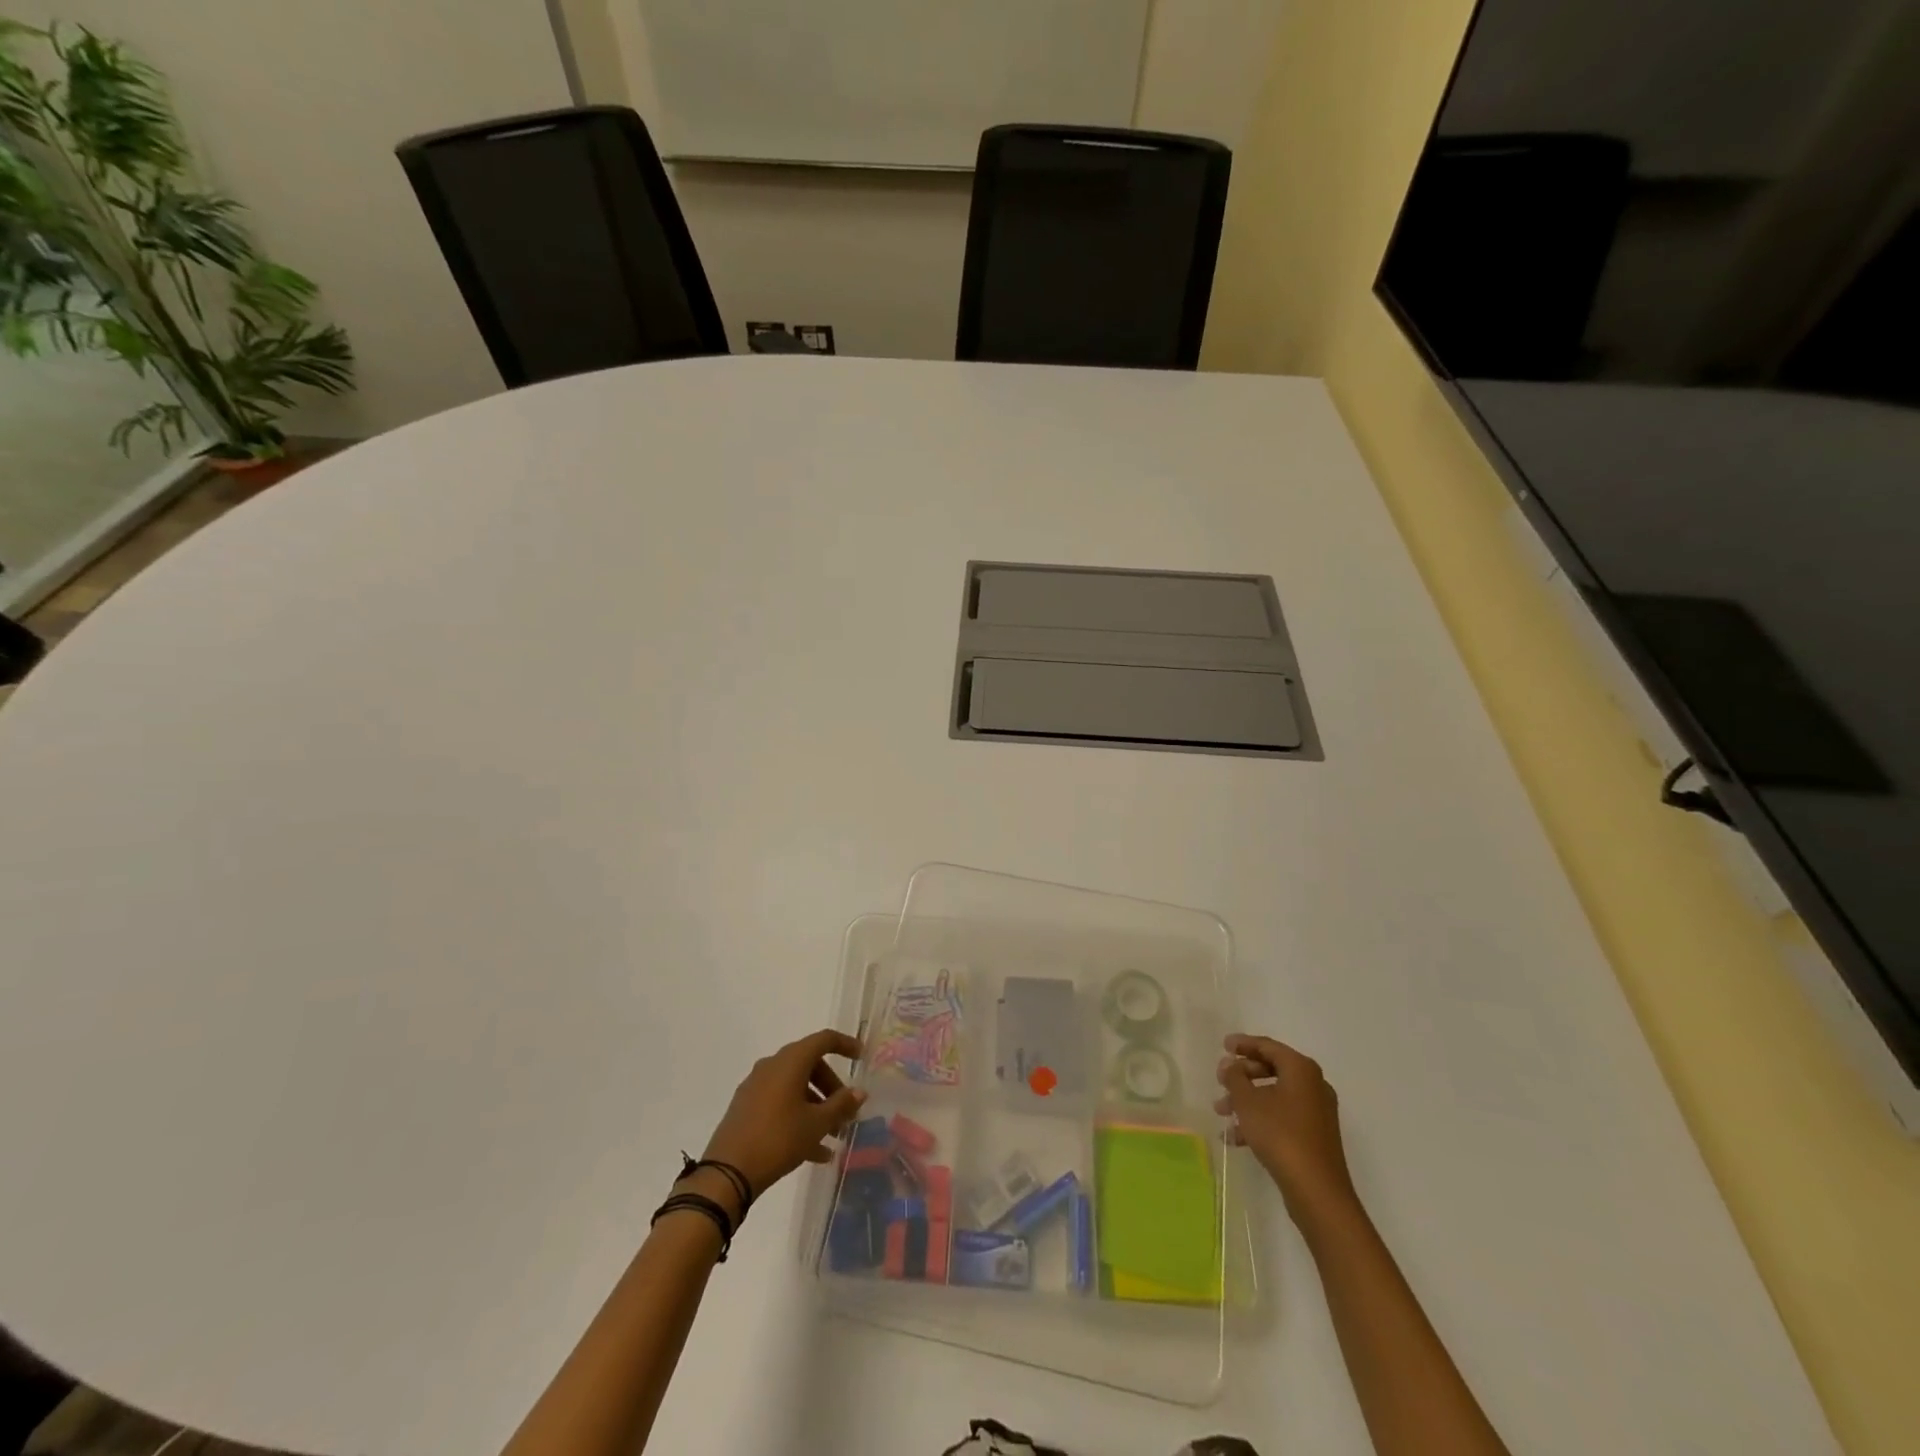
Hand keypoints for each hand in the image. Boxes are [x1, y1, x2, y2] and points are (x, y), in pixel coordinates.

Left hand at [702, 1029, 864, 1201]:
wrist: (727, 1173)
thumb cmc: (778, 1139)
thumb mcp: (816, 1124)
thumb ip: (841, 1105)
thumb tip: (859, 1092)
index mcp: (790, 1061)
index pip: (823, 1040)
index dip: (845, 1045)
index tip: (861, 1058)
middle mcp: (772, 1066)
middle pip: (810, 1065)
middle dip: (831, 1088)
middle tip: (846, 1112)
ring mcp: (756, 1086)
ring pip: (795, 1087)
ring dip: (816, 1107)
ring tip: (833, 1137)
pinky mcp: (746, 1107)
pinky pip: (780, 1103)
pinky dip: (798, 1118)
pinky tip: (814, 1152)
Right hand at [1215, 1033, 1357, 1218]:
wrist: (1317, 1191)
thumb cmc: (1281, 1135)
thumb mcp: (1248, 1102)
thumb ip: (1235, 1077)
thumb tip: (1230, 1064)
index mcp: (1301, 1070)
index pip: (1268, 1046)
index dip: (1243, 1044)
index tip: (1223, 1045)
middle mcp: (1313, 1086)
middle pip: (1272, 1070)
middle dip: (1242, 1076)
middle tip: (1220, 1080)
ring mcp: (1316, 1113)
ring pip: (1274, 1096)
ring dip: (1246, 1101)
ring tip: (1221, 1111)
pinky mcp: (1314, 1136)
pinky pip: (1282, 1118)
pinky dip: (1259, 1121)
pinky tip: (1234, 1138)